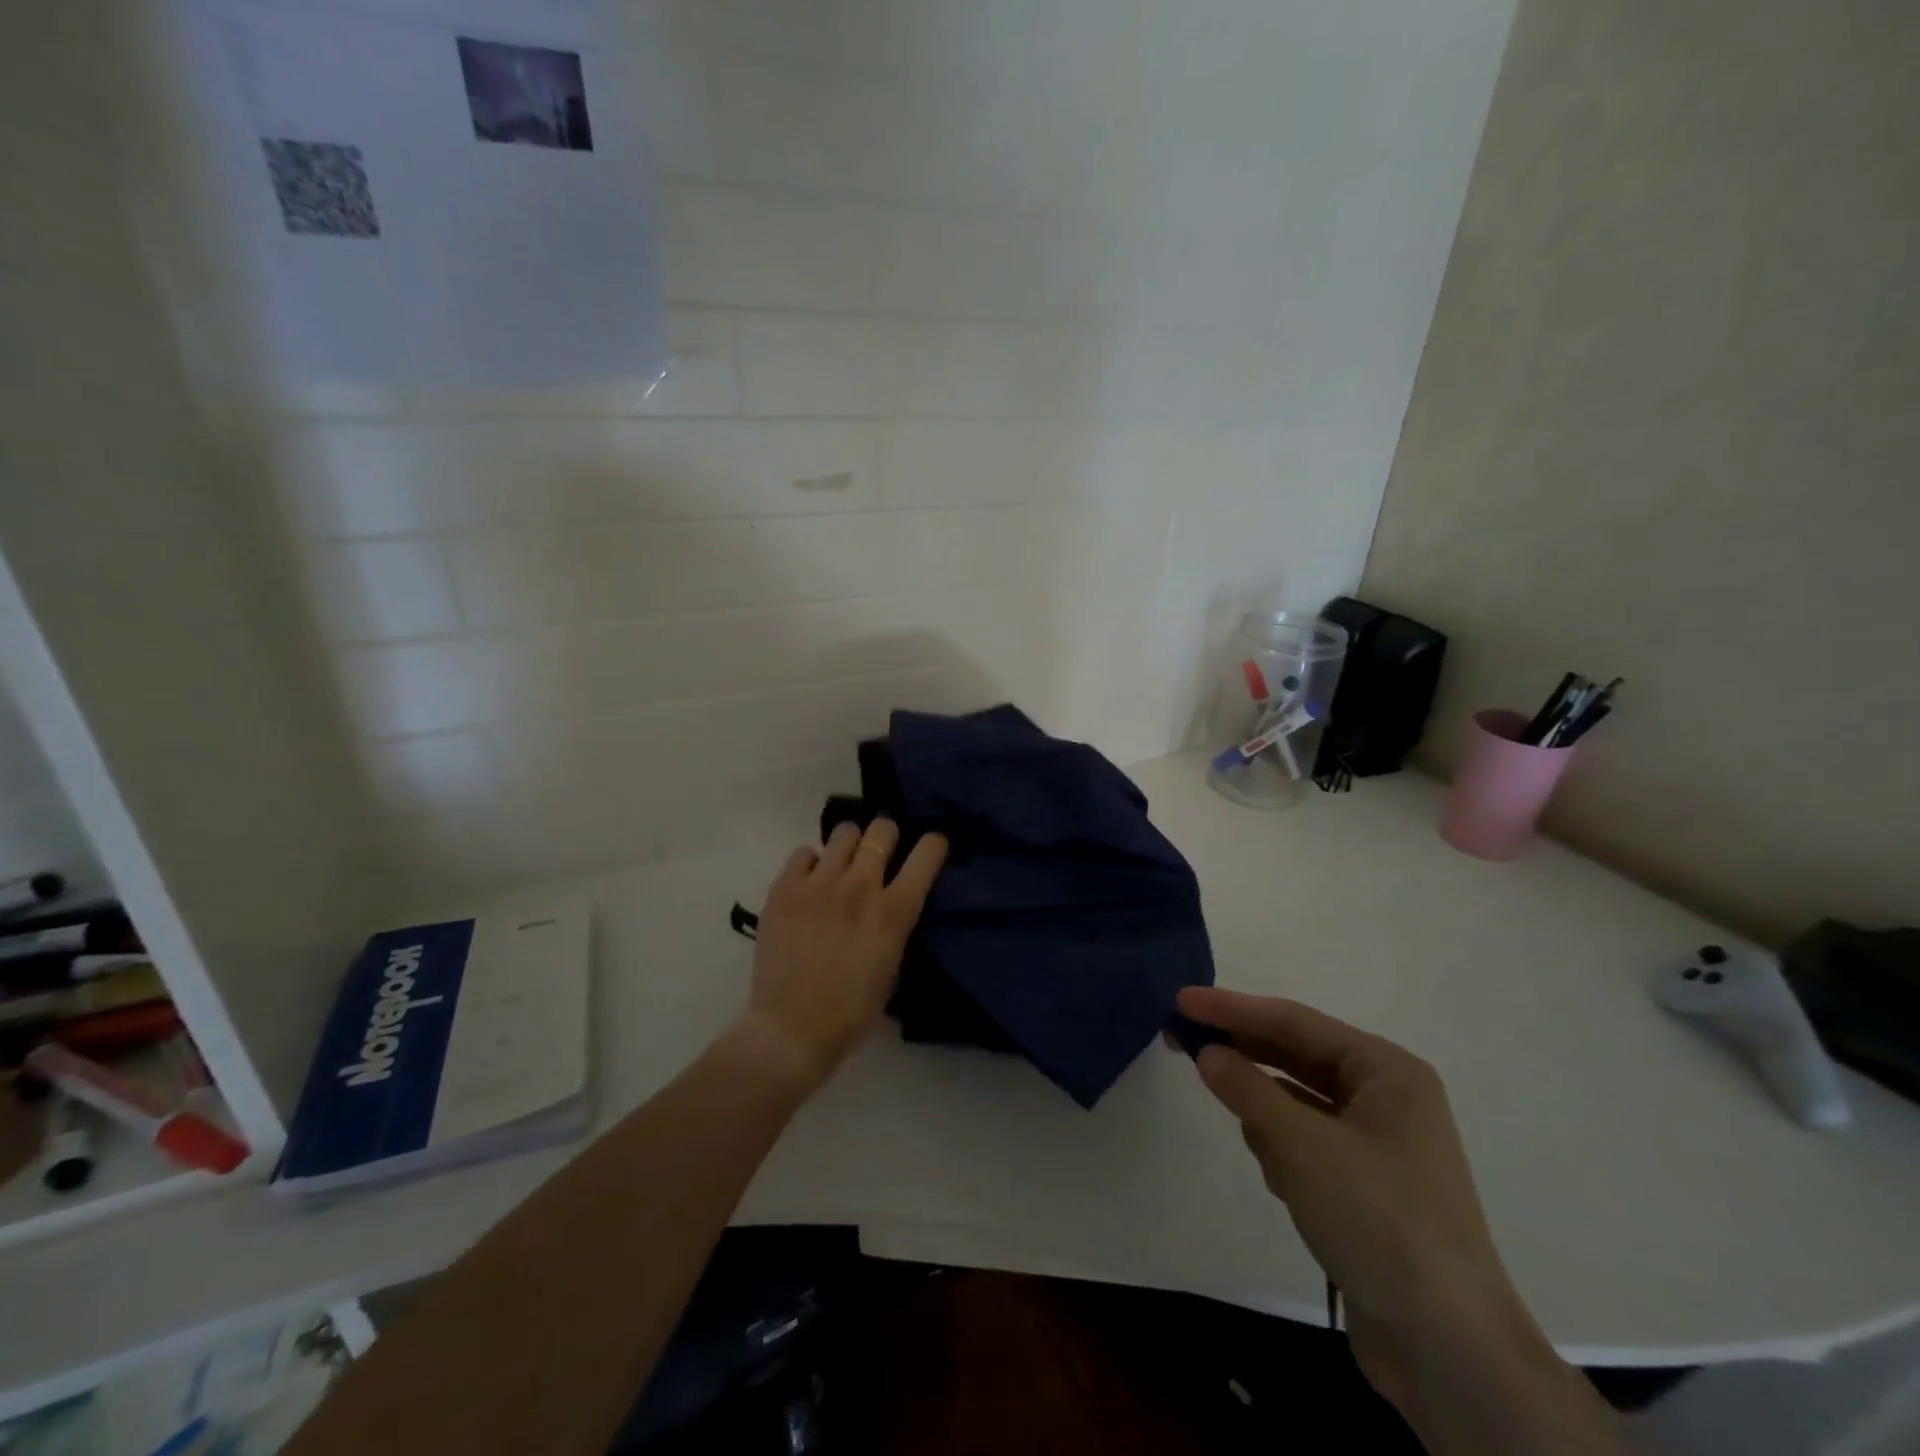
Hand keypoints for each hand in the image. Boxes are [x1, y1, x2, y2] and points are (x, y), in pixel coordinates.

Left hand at [743, 819, 947, 1090]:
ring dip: (849, 845)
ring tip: (842, 864)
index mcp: (894, 911)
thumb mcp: (893, 965)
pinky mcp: (784, 887)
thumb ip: (896, 923)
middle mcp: (860, 886)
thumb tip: (892, 900)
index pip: (927, 853)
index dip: (933, 844)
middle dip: (886, 836)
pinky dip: (811, 863)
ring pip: (844, 832)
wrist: (791, 1028)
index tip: (930, 848)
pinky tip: (810, 883)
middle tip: (880, 853)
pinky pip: (804, 852)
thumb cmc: (852, 1010)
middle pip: (882, 829)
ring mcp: (819, 883)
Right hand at [1176, 987, 1556, 1414]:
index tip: (1181, 1000)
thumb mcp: (1301, 1146)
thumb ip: (1247, 1089)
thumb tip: (1207, 1053)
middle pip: (1295, 1056)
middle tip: (1179, 1039)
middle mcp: (1386, 1096)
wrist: (1452, 1352)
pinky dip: (1284, 1151)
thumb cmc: (1379, 1223)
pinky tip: (1284, 1184)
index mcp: (1386, 1070)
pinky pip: (1307, 1141)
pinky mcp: (1367, 1184)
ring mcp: (1379, 1142)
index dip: (1232, 1008)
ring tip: (1260, 1146)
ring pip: (1298, 1102)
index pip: (1293, 1021)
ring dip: (1268, 1115)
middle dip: (1243, 1054)